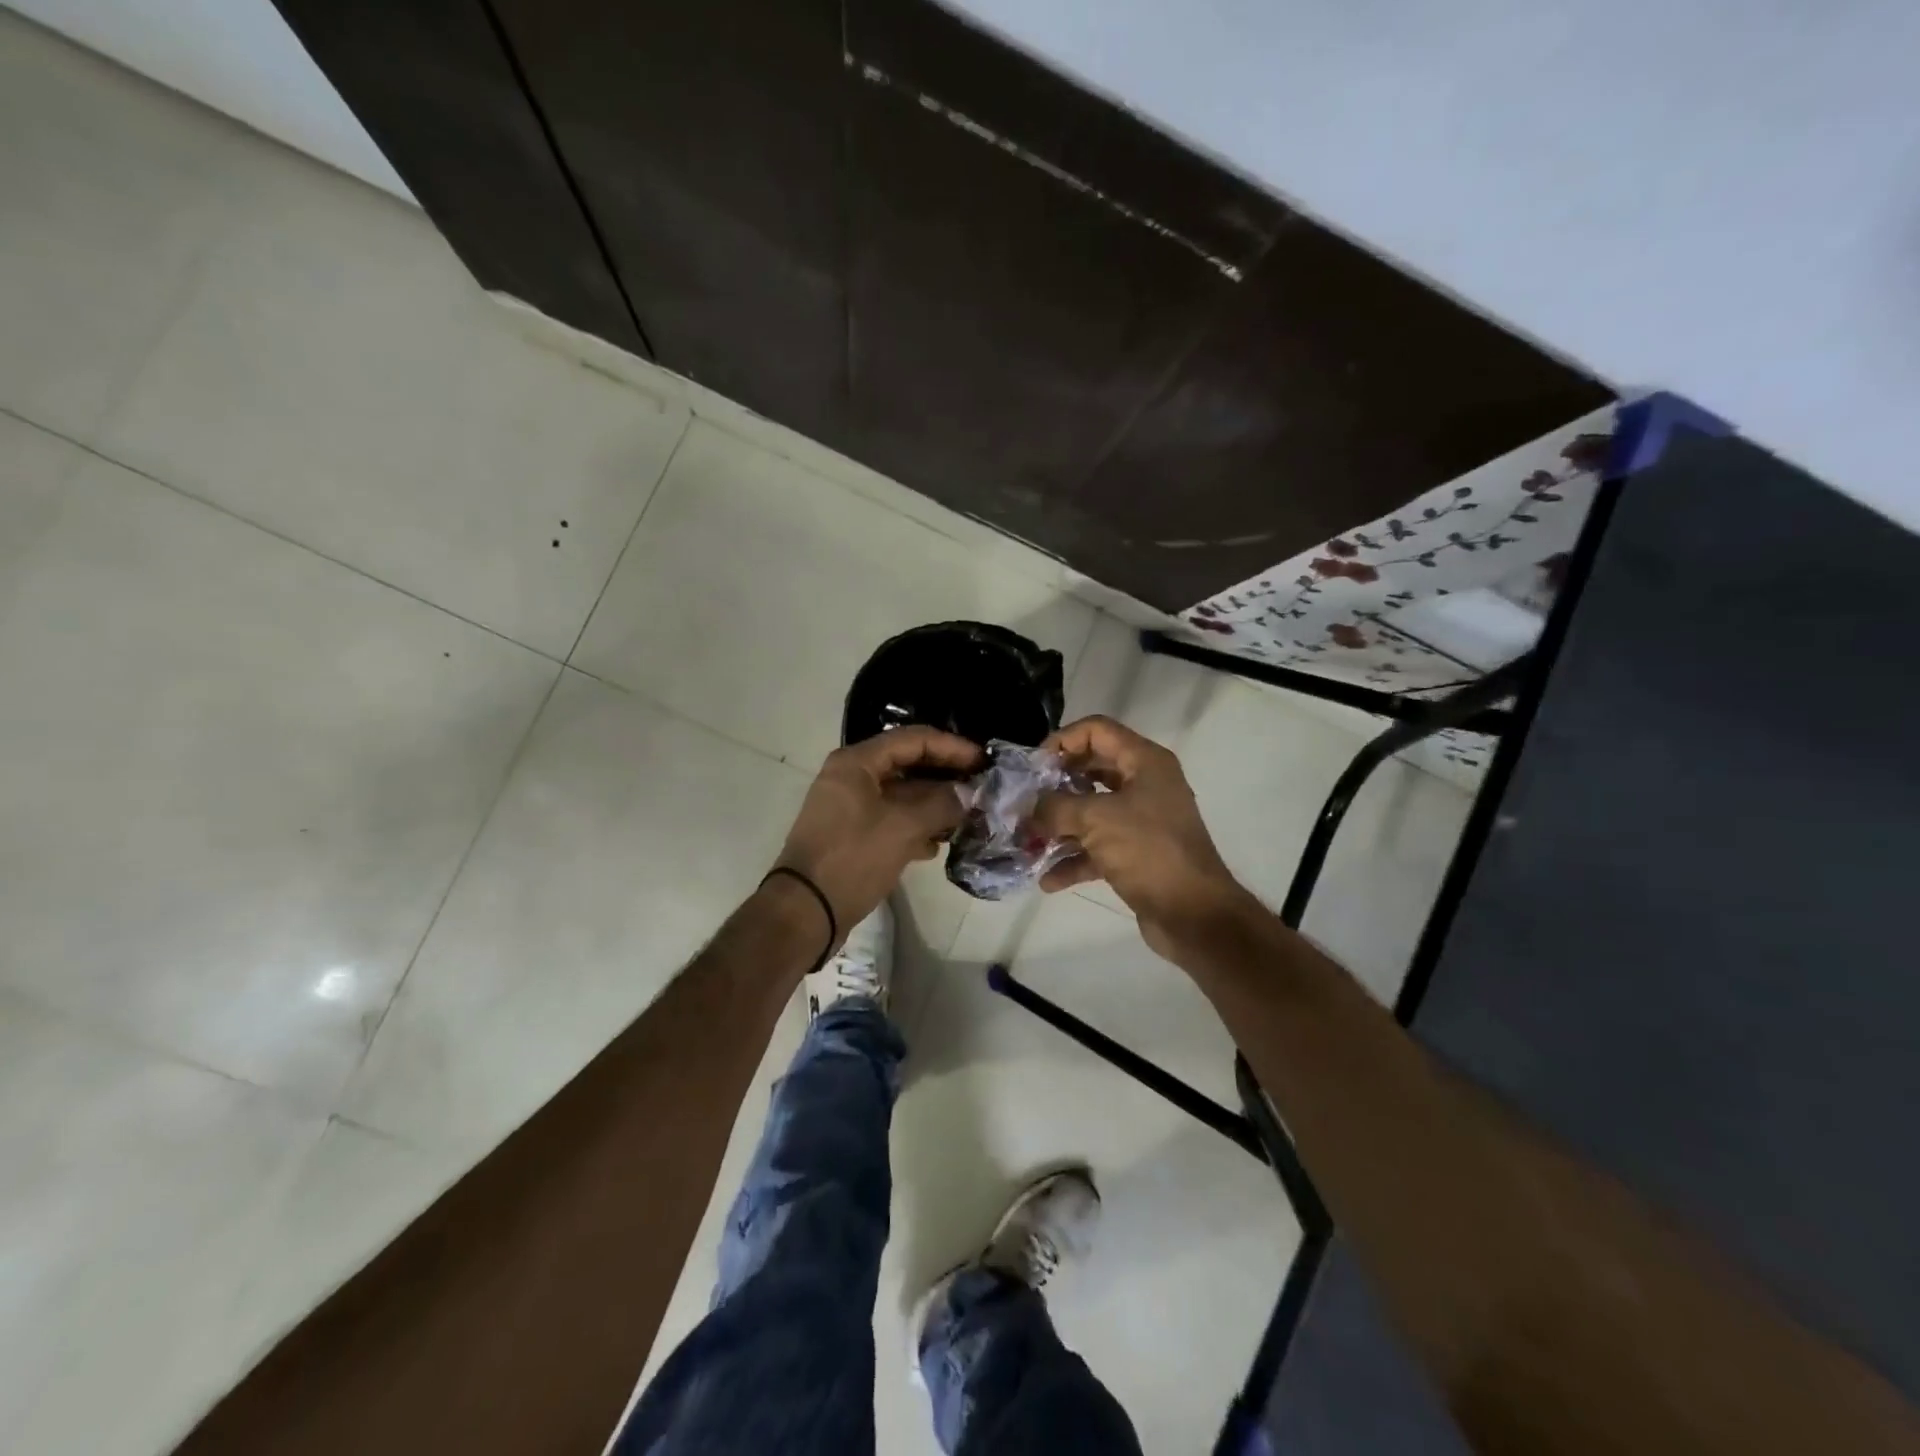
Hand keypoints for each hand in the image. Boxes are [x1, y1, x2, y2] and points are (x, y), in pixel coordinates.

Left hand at [774, 727, 981, 938]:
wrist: (805, 910)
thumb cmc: (852, 858)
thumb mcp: (903, 828)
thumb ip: (941, 805)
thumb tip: (968, 795)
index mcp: (857, 763)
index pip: (913, 740)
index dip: (952, 747)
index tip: (983, 761)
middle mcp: (851, 777)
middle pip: (908, 765)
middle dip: (945, 776)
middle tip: (981, 787)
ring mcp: (850, 807)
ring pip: (902, 795)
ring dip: (934, 804)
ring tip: (968, 816)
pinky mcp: (853, 834)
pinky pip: (892, 819)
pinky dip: (916, 826)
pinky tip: (938, 844)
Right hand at [1033, 716, 1247, 956]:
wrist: (1194, 914)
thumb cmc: (1148, 850)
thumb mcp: (1096, 819)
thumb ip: (1055, 807)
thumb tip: (1029, 809)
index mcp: (1144, 762)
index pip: (1097, 731)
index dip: (1063, 741)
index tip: (1034, 766)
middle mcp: (1145, 785)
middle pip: (1091, 770)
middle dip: (1055, 787)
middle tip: (1026, 801)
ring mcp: (1142, 821)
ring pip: (1091, 812)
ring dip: (1059, 827)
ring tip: (1028, 842)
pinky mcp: (1137, 855)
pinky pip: (1098, 848)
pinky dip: (1074, 860)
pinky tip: (1048, 879)